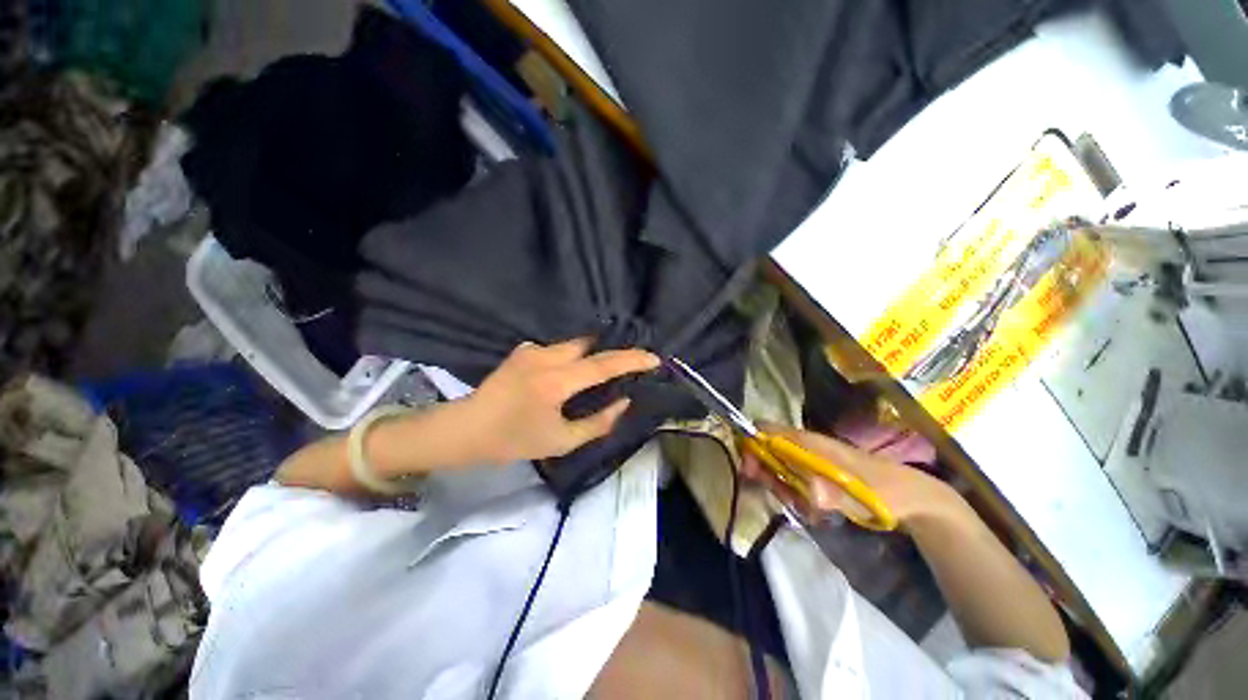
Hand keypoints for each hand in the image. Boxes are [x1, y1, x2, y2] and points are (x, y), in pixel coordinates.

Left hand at [459, 338, 659, 463]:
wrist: (467, 429)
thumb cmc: (513, 441)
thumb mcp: (561, 442)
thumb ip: (598, 423)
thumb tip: (623, 401)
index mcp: (555, 382)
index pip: (603, 365)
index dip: (632, 360)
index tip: (654, 359)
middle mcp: (545, 357)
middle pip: (590, 346)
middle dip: (611, 354)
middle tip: (626, 369)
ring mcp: (531, 350)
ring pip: (574, 345)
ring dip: (590, 356)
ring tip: (597, 375)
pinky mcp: (523, 350)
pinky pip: (557, 349)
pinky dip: (571, 357)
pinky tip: (568, 374)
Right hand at [740, 423, 960, 526]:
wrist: (910, 497)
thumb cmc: (884, 490)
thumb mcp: (861, 495)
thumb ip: (834, 494)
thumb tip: (810, 492)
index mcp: (808, 442)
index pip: (766, 430)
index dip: (751, 443)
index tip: (749, 468)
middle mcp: (803, 447)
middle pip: (766, 450)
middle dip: (765, 473)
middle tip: (784, 496)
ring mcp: (809, 461)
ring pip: (778, 468)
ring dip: (782, 488)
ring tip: (804, 507)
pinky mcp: (815, 475)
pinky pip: (792, 482)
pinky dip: (796, 496)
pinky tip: (814, 511)